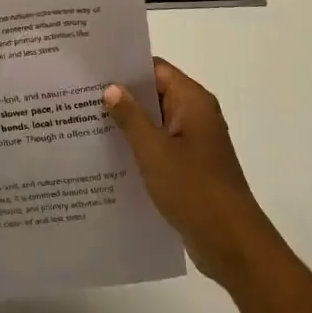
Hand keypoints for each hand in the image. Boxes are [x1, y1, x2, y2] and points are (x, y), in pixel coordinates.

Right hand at [104, 59, 276, 286]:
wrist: (232, 244)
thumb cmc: (194, 190)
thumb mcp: (154, 151)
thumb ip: (130, 117)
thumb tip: (111, 87)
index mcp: (192, 101)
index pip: (155, 69)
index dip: (125, 68)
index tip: (91, 71)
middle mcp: (196, 115)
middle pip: (154, 94)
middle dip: (121, 96)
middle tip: (79, 97)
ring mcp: (194, 142)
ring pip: (154, 122)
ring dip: (127, 123)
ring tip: (86, 123)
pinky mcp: (190, 166)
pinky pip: (159, 145)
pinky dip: (138, 146)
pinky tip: (109, 155)